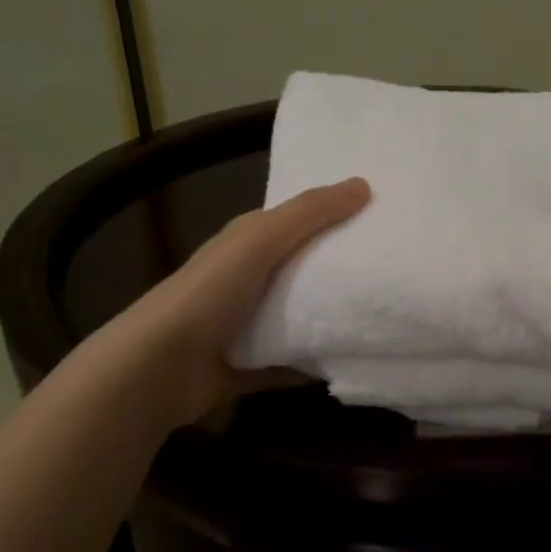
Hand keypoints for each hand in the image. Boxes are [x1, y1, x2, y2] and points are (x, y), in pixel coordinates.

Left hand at [121, 178, 370, 426]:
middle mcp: (245, 281)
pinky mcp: (248, 366)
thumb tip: (363, 184)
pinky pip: (292, 362)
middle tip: (392, 270)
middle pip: (301, 271)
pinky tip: (352, 361)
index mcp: (246, 244)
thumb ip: (309, 213)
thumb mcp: (261, 240)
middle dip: (340, 270)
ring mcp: (244, 326)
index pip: (296, 222)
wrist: (158, 367)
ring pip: (298, 318)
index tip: (379, 219)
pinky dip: (315, 363)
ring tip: (382, 316)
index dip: (333, 217)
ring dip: (330, 319)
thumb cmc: (210, 293)